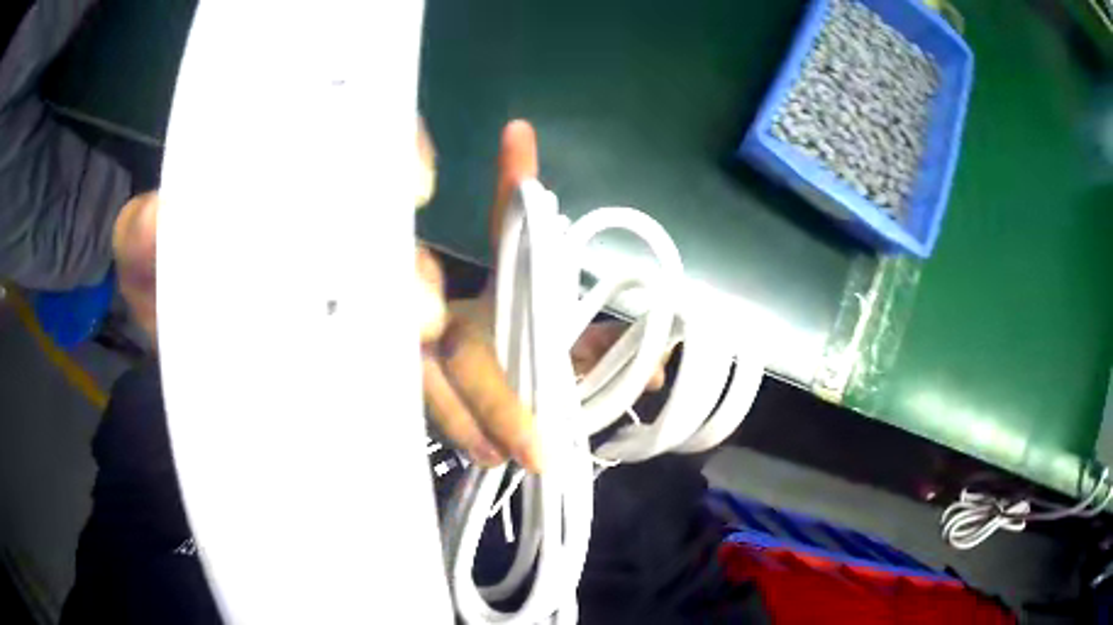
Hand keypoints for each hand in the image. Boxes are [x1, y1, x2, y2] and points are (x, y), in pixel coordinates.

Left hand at [112, 119, 666, 474]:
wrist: (170, 320)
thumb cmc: (163, 268)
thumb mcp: (146, 241)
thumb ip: (146, 227)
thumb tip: (164, 217)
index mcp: (307, 195)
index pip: (374, 154)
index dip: (401, 158)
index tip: (405, 188)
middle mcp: (354, 246)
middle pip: (415, 255)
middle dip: (424, 293)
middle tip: (418, 328)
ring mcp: (367, 312)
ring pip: (444, 334)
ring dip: (482, 377)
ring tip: (506, 437)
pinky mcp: (364, 369)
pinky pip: (424, 389)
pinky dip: (461, 416)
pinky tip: (487, 452)